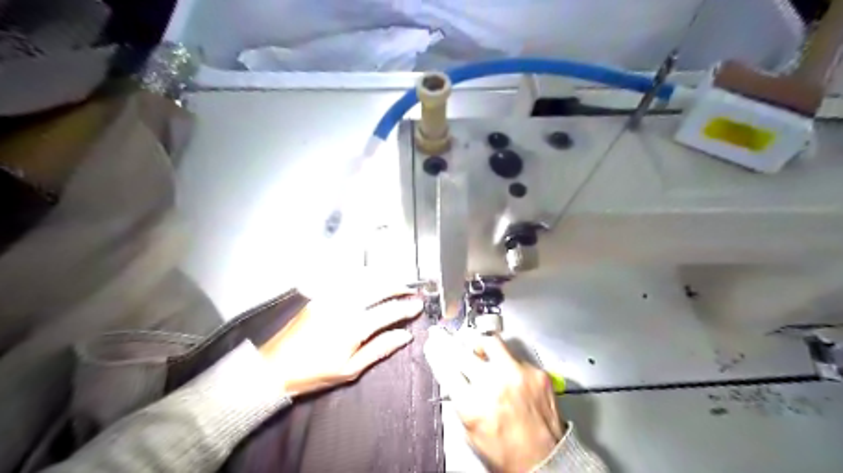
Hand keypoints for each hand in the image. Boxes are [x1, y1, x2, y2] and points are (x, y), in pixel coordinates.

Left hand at [261, 289, 421, 396]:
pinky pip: (345, 278)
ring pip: (362, 278)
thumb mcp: (350, 369)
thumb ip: (380, 349)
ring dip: (382, 277)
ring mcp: (330, 296)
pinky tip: (369, 279)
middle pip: (377, 287)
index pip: (388, 312)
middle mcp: (343, 305)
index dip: (406, 308)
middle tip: (409, 291)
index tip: (418, 305)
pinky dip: (362, 275)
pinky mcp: (319, 294)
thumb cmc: (314, 373)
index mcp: (353, 327)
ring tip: (393, 282)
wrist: (274, 367)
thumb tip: (405, 336)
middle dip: (397, 286)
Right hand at [422, 326, 565, 470]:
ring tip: (480, 350)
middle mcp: (493, 385)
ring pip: (490, 342)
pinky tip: (510, 376)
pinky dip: (508, 364)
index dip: (436, 353)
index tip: (433, 343)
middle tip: (444, 336)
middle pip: (462, 351)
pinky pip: (516, 357)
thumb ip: (460, 402)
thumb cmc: (506, 454)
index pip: (446, 367)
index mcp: (472, 405)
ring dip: (481, 346)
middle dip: (448, 342)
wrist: (545, 462)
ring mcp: (517, 375)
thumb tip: (452, 374)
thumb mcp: (470, 432)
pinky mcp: (536, 373)